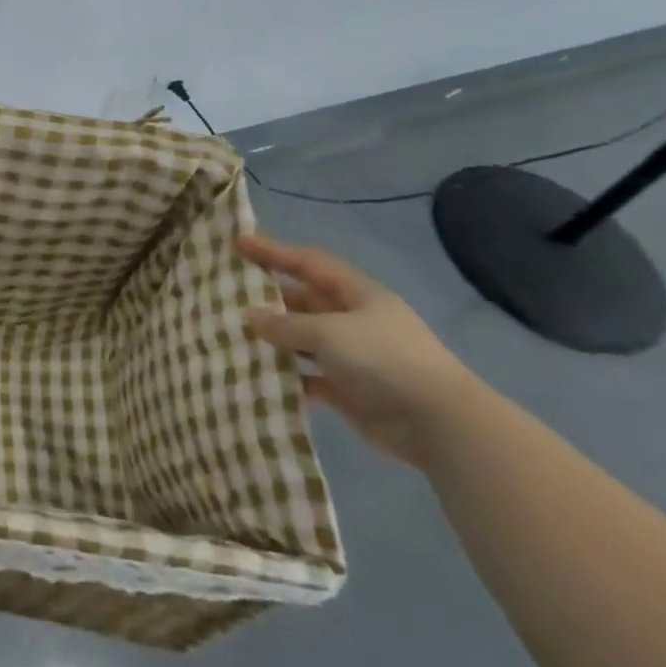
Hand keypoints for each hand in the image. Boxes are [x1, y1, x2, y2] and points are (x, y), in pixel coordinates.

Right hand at [237, 233, 482, 464]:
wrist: (437, 423)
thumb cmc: (382, 359)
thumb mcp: (329, 332)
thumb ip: (286, 325)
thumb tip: (251, 316)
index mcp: (357, 294)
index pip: (308, 263)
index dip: (273, 251)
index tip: (238, 242)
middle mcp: (354, 320)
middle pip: (303, 301)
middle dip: (269, 298)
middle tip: (228, 295)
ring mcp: (352, 356)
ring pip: (303, 340)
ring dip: (274, 340)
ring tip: (234, 337)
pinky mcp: (349, 390)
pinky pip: (309, 376)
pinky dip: (287, 376)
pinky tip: (260, 377)